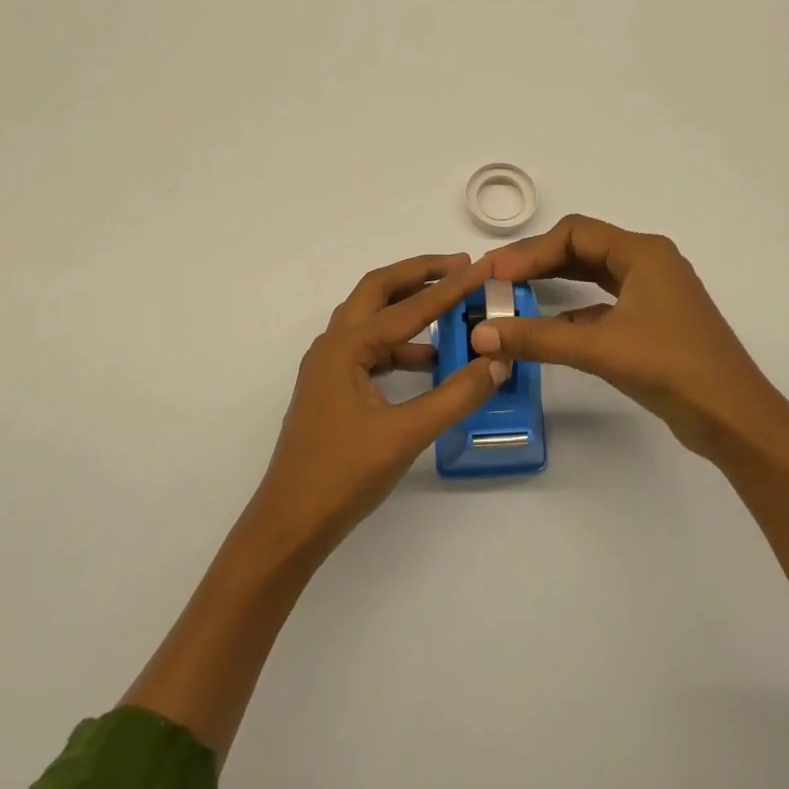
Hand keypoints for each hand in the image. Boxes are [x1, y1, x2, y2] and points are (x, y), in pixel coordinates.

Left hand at [242, 253, 507, 552]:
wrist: (291, 522)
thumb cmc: (343, 475)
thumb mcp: (406, 433)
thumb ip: (456, 395)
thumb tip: (497, 362)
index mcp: (346, 348)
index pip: (408, 307)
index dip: (449, 287)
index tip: (482, 267)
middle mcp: (332, 346)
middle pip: (377, 292)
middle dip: (417, 274)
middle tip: (459, 266)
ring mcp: (329, 368)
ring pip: (371, 320)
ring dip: (408, 308)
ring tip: (451, 308)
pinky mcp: (333, 389)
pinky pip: (371, 350)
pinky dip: (401, 346)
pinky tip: (430, 361)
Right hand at [475, 215, 787, 460]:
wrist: (733, 417)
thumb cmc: (671, 367)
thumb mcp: (599, 348)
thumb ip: (538, 338)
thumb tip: (481, 334)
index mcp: (643, 253)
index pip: (574, 233)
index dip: (529, 250)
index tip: (494, 274)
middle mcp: (649, 263)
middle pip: (582, 249)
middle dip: (538, 263)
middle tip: (495, 282)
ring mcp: (654, 294)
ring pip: (594, 276)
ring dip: (555, 284)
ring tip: (513, 298)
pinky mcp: (654, 322)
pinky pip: (604, 304)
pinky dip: (574, 310)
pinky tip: (548, 328)